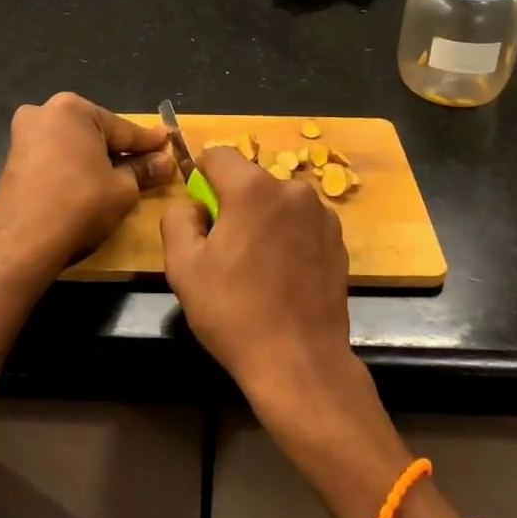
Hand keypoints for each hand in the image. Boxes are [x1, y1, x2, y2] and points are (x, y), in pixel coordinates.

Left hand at [0, 92, 171, 280]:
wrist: (23, 244)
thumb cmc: (80, 206)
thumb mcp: (122, 189)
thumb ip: (144, 170)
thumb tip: (165, 161)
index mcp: (73, 109)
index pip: (123, 129)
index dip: (148, 142)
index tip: (168, 143)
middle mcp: (44, 112)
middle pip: (95, 132)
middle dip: (119, 149)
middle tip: (146, 163)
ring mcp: (24, 135)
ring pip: (74, 145)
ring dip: (95, 158)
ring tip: (120, 177)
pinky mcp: (14, 160)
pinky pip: (55, 157)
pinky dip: (73, 167)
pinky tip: (89, 184)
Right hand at [160, 147, 362, 425]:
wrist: (299, 362)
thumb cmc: (234, 312)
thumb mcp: (182, 267)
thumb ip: (177, 219)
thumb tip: (193, 205)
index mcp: (253, 189)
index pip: (218, 155)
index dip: (200, 176)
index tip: (198, 211)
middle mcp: (292, 190)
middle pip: (250, 180)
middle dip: (232, 203)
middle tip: (223, 249)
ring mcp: (322, 214)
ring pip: (276, 202)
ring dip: (262, 219)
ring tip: (255, 267)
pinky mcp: (339, 240)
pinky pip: (301, 222)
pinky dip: (287, 236)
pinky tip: (282, 276)